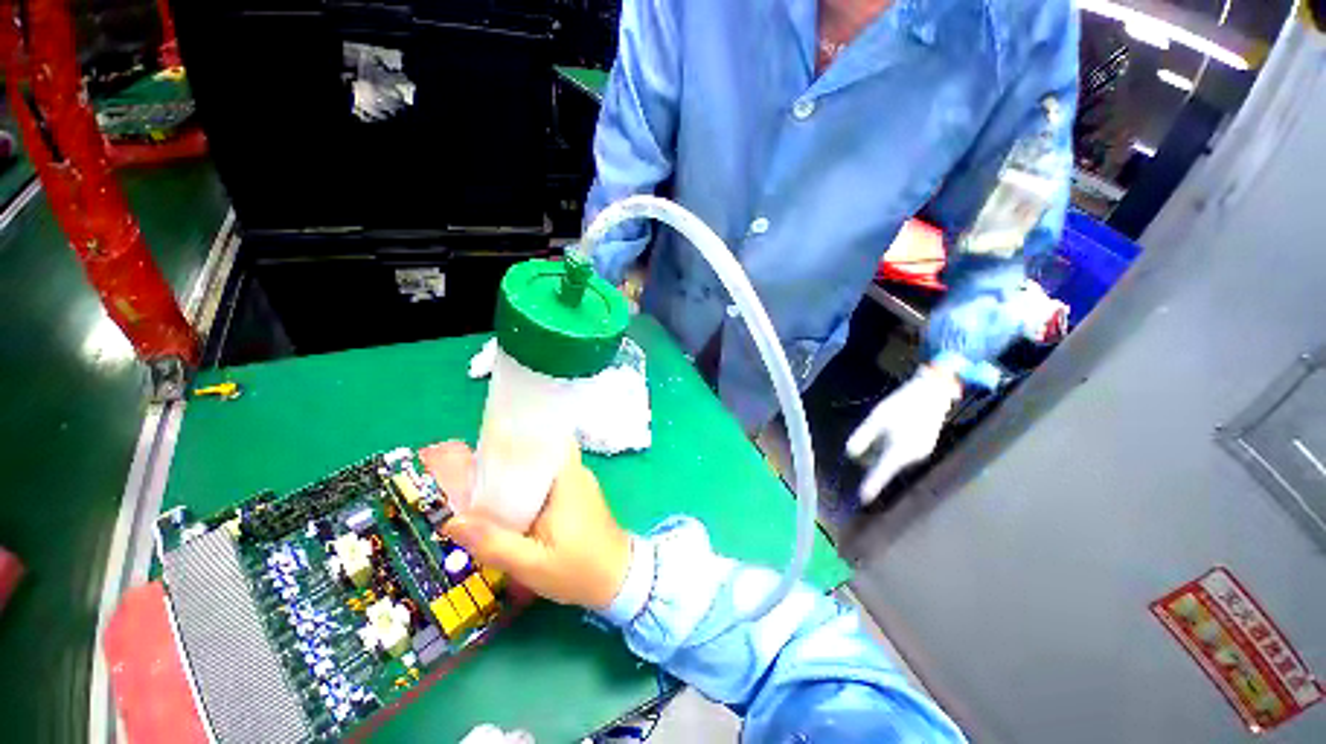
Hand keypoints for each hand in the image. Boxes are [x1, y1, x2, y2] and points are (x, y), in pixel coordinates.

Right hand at [421, 441, 631, 610]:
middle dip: (512, 454)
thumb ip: (494, 543)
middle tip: (476, 467)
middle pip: (542, 450)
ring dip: (520, 470)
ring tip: (485, 481)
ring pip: (545, 465)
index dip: (521, 433)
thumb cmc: (578, 569)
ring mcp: (579, 483)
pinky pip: (550, 479)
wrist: (617, 579)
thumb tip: (452, 522)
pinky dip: (530, 484)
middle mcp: (576, 472)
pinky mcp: (578, 495)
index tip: (490, 439)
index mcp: (568, 478)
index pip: (549, 436)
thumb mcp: (531, 563)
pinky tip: (509, 500)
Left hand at [845, 366, 961, 503]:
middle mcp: (913, 456)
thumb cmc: (902, 404)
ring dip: (881, 453)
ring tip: (878, 432)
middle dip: (872, 460)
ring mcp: (921, 452)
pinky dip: (890, 448)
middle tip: (862, 443)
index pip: (882, 471)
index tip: (863, 498)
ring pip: (893, 459)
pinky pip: (901, 453)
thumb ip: (863, 436)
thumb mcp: (877, 418)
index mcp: (901, 449)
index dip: (872, 485)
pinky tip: (888, 433)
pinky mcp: (923, 447)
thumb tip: (851, 453)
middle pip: (886, 465)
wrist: (933, 393)